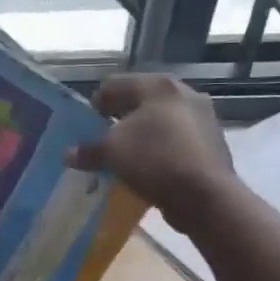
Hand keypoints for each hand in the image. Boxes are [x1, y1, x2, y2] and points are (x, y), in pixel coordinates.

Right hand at [68, 74, 235, 233]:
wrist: (205, 195)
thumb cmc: (154, 159)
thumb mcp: (111, 153)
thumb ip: (88, 150)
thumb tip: (68, 154)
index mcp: (158, 85)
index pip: (114, 84)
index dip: (94, 104)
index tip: (84, 126)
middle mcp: (183, 93)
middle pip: (140, 101)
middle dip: (119, 120)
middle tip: (102, 141)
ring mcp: (202, 117)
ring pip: (159, 121)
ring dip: (140, 136)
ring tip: (124, 157)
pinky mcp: (211, 142)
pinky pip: (175, 140)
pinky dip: (159, 150)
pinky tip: (148, 169)